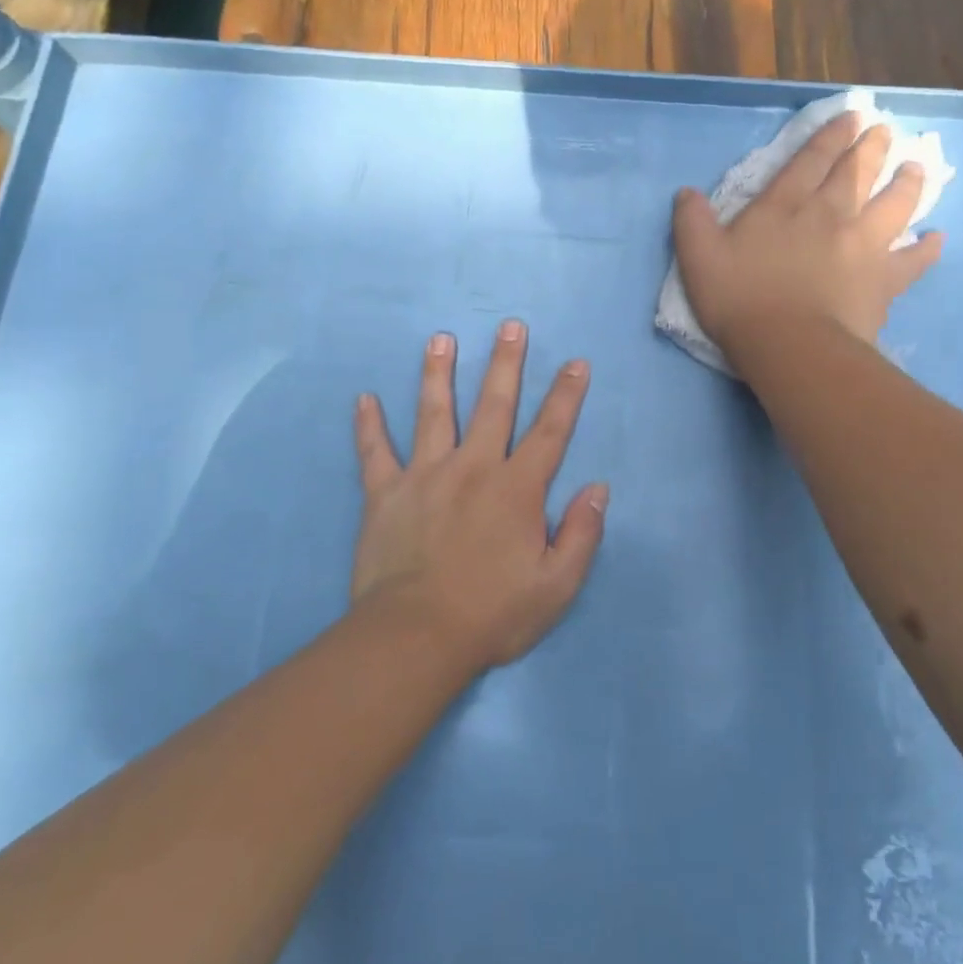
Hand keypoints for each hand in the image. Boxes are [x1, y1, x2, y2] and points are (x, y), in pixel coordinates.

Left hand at [351, 321, 608, 670]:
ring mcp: (424, 476)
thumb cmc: (492, 614)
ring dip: (438, 373)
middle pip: (493, 405)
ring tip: (440, 338)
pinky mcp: (385, 494)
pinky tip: (364, 399)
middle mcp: (473, 469)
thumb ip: (581, 533)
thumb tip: (598, 488)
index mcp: (516, 489)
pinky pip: (374, 452)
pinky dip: (369, 426)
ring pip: (434, 413)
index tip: (576, 362)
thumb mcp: (556, 586)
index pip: (550, 432)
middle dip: (505, 363)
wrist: (415, 637)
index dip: (566, 395)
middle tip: (510, 326)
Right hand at [672, 112, 942, 359]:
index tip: (850, 116)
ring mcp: (863, 245)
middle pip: (857, 172)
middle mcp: (830, 215)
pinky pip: (913, 259)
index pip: (810, 161)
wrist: (790, 346)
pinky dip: (927, 248)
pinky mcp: (884, 279)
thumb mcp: (698, 259)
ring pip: (894, 203)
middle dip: (871, 147)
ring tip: (916, 167)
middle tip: (883, 130)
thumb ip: (692, 223)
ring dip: (906, 182)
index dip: (829, 136)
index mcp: (785, 206)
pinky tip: (936, 238)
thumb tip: (686, 193)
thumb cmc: (740, 301)